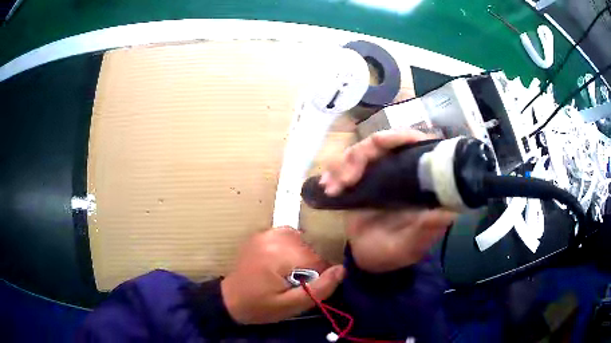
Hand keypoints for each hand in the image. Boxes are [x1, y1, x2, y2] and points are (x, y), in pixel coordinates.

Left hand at [221, 227, 344, 323]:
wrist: (230, 299)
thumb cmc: (260, 306)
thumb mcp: (291, 306)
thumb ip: (319, 289)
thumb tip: (342, 270)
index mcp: (279, 255)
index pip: (318, 261)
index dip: (317, 278)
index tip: (304, 290)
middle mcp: (273, 238)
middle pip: (310, 250)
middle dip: (309, 268)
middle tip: (294, 284)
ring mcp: (266, 233)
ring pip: (302, 241)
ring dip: (302, 257)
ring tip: (289, 274)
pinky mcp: (262, 234)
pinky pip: (289, 236)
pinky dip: (292, 247)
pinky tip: (284, 262)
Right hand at [319, 129, 455, 272]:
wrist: (367, 259)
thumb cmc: (392, 253)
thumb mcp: (411, 245)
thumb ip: (426, 230)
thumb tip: (448, 211)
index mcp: (421, 182)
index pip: (417, 145)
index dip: (401, 137)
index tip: (380, 143)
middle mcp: (402, 171)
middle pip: (384, 143)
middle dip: (362, 154)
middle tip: (346, 179)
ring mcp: (381, 172)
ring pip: (362, 149)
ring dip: (344, 164)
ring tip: (332, 188)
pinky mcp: (362, 178)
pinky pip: (346, 163)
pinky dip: (334, 171)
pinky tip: (327, 186)